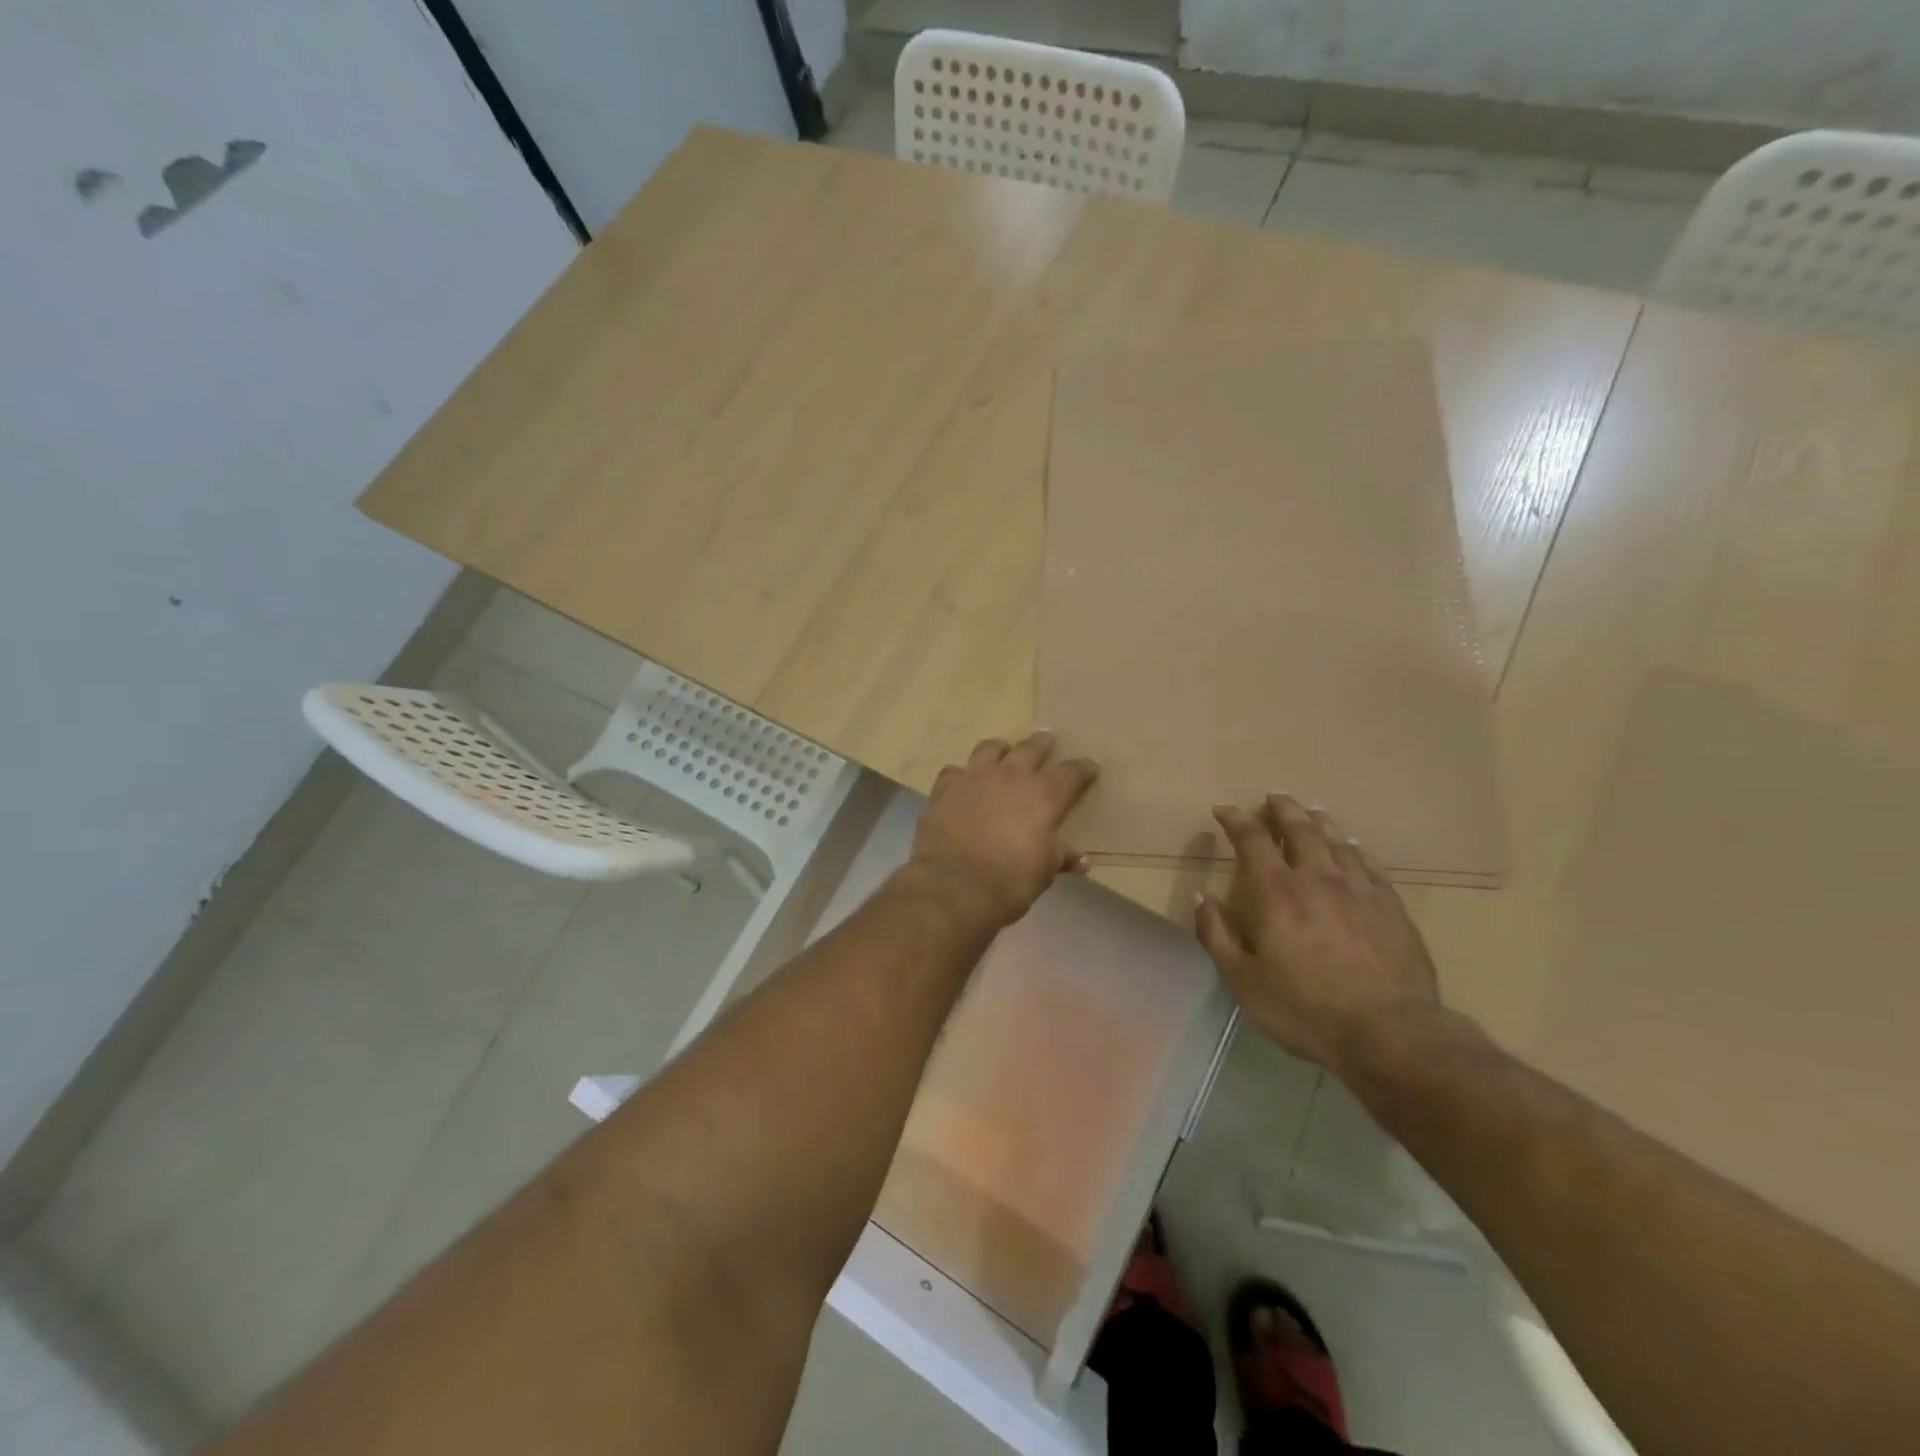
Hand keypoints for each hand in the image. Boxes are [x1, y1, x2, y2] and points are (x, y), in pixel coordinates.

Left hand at [908, 732, 1098, 928]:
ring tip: (1003, 750)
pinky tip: (962, 782)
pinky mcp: (944, 789)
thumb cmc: (1010, 880)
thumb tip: (1081, 859)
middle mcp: (1011, 776)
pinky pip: (954, 771)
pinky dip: (961, 775)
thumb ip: (1062, 857)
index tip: (1091, 766)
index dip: (1084, 769)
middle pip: (1030, 749)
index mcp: (1044, 795)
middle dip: (1042, 743)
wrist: (954, 885)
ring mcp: (975, 778)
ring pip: (989, 749)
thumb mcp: (1045, 871)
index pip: (1072, 773)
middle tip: (1046, 737)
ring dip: (1000, 749)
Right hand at [1194, 794, 1439, 1073]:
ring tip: (1312, 810)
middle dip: (1283, 810)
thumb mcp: (1243, 981)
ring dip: (1320, 822)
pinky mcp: (1391, 907)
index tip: (1224, 810)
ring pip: (1337, 842)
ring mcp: (1359, 890)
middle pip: (1300, 830)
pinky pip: (1370, 865)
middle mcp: (1317, 879)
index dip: (1236, 821)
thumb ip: (1217, 935)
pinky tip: (1354, 847)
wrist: (1391, 1034)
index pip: (1252, 841)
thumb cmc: (1306, 1009)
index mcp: (1277, 893)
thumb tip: (1201, 898)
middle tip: (1274, 796)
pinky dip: (1356, 849)